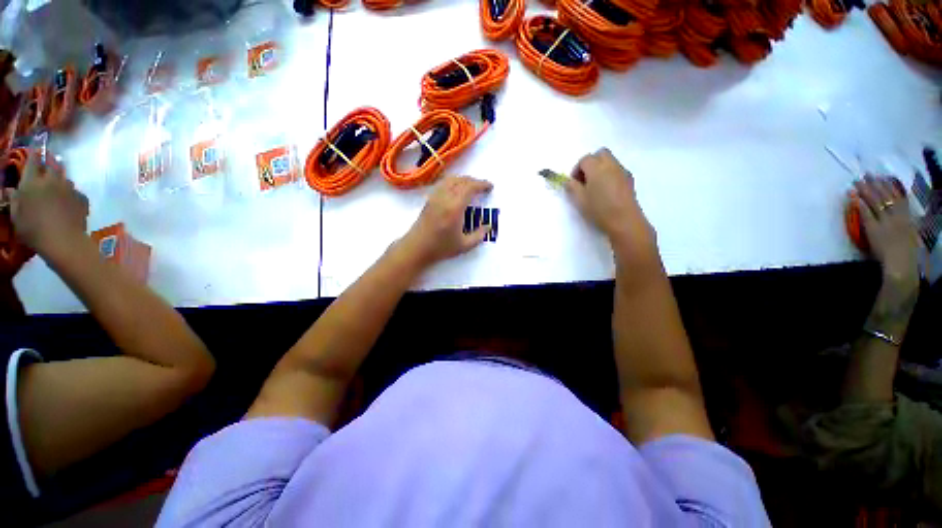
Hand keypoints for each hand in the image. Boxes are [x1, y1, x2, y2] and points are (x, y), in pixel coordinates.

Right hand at [10, 151, 88, 256]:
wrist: (63, 241)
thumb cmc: (33, 230)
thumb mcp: (16, 216)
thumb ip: (14, 200)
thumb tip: (12, 190)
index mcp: (32, 182)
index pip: (33, 161)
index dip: (34, 153)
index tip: (36, 147)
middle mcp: (51, 181)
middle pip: (53, 166)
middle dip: (50, 164)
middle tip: (47, 168)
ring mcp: (69, 189)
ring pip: (65, 179)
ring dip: (61, 180)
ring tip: (57, 188)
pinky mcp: (82, 199)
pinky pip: (76, 192)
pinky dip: (72, 194)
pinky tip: (69, 203)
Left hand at [398, 176, 492, 266]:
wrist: (417, 248)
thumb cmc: (441, 248)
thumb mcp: (464, 245)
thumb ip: (479, 235)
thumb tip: (489, 226)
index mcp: (455, 207)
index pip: (470, 187)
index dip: (481, 184)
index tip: (490, 187)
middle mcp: (444, 198)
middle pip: (461, 181)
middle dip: (474, 181)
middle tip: (483, 187)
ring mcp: (435, 197)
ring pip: (451, 180)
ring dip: (463, 180)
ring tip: (471, 187)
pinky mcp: (429, 200)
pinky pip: (443, 184)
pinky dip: (453, 182)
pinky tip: (456, 190)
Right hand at [564, 148, 656, 256]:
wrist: (624, 220)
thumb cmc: (599, 209)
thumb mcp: (579, 200)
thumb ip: (572, 187)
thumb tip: (568, 181)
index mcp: (596, 168)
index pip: (584, 159)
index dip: (576, 169)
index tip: (573, 183)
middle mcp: (611, 165)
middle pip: (600, 154)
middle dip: (590, 163)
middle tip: (584, 180)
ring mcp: (622, 171)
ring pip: (609, 160)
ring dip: (600, 168)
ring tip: (595, 186)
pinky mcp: (629, 179)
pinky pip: (617, 170)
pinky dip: (609, 174)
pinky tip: (606, 191)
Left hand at [852, 175, 919, 297]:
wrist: (902, 264)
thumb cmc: (907, 254)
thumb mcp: (911, 234)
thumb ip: (906, 223)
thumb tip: (902, 215)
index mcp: (908, 218)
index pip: (899, 198)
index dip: (890, 187)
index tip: (883, 177)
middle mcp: (897, 217)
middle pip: (885, 196)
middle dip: (875, 184)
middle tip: (866, 174)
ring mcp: (885, 222)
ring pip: (875, 202)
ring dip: (865, 191)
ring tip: (856, 182)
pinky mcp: (874, 229)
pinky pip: (866, 214)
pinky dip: (860, 204)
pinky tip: (853, 197)